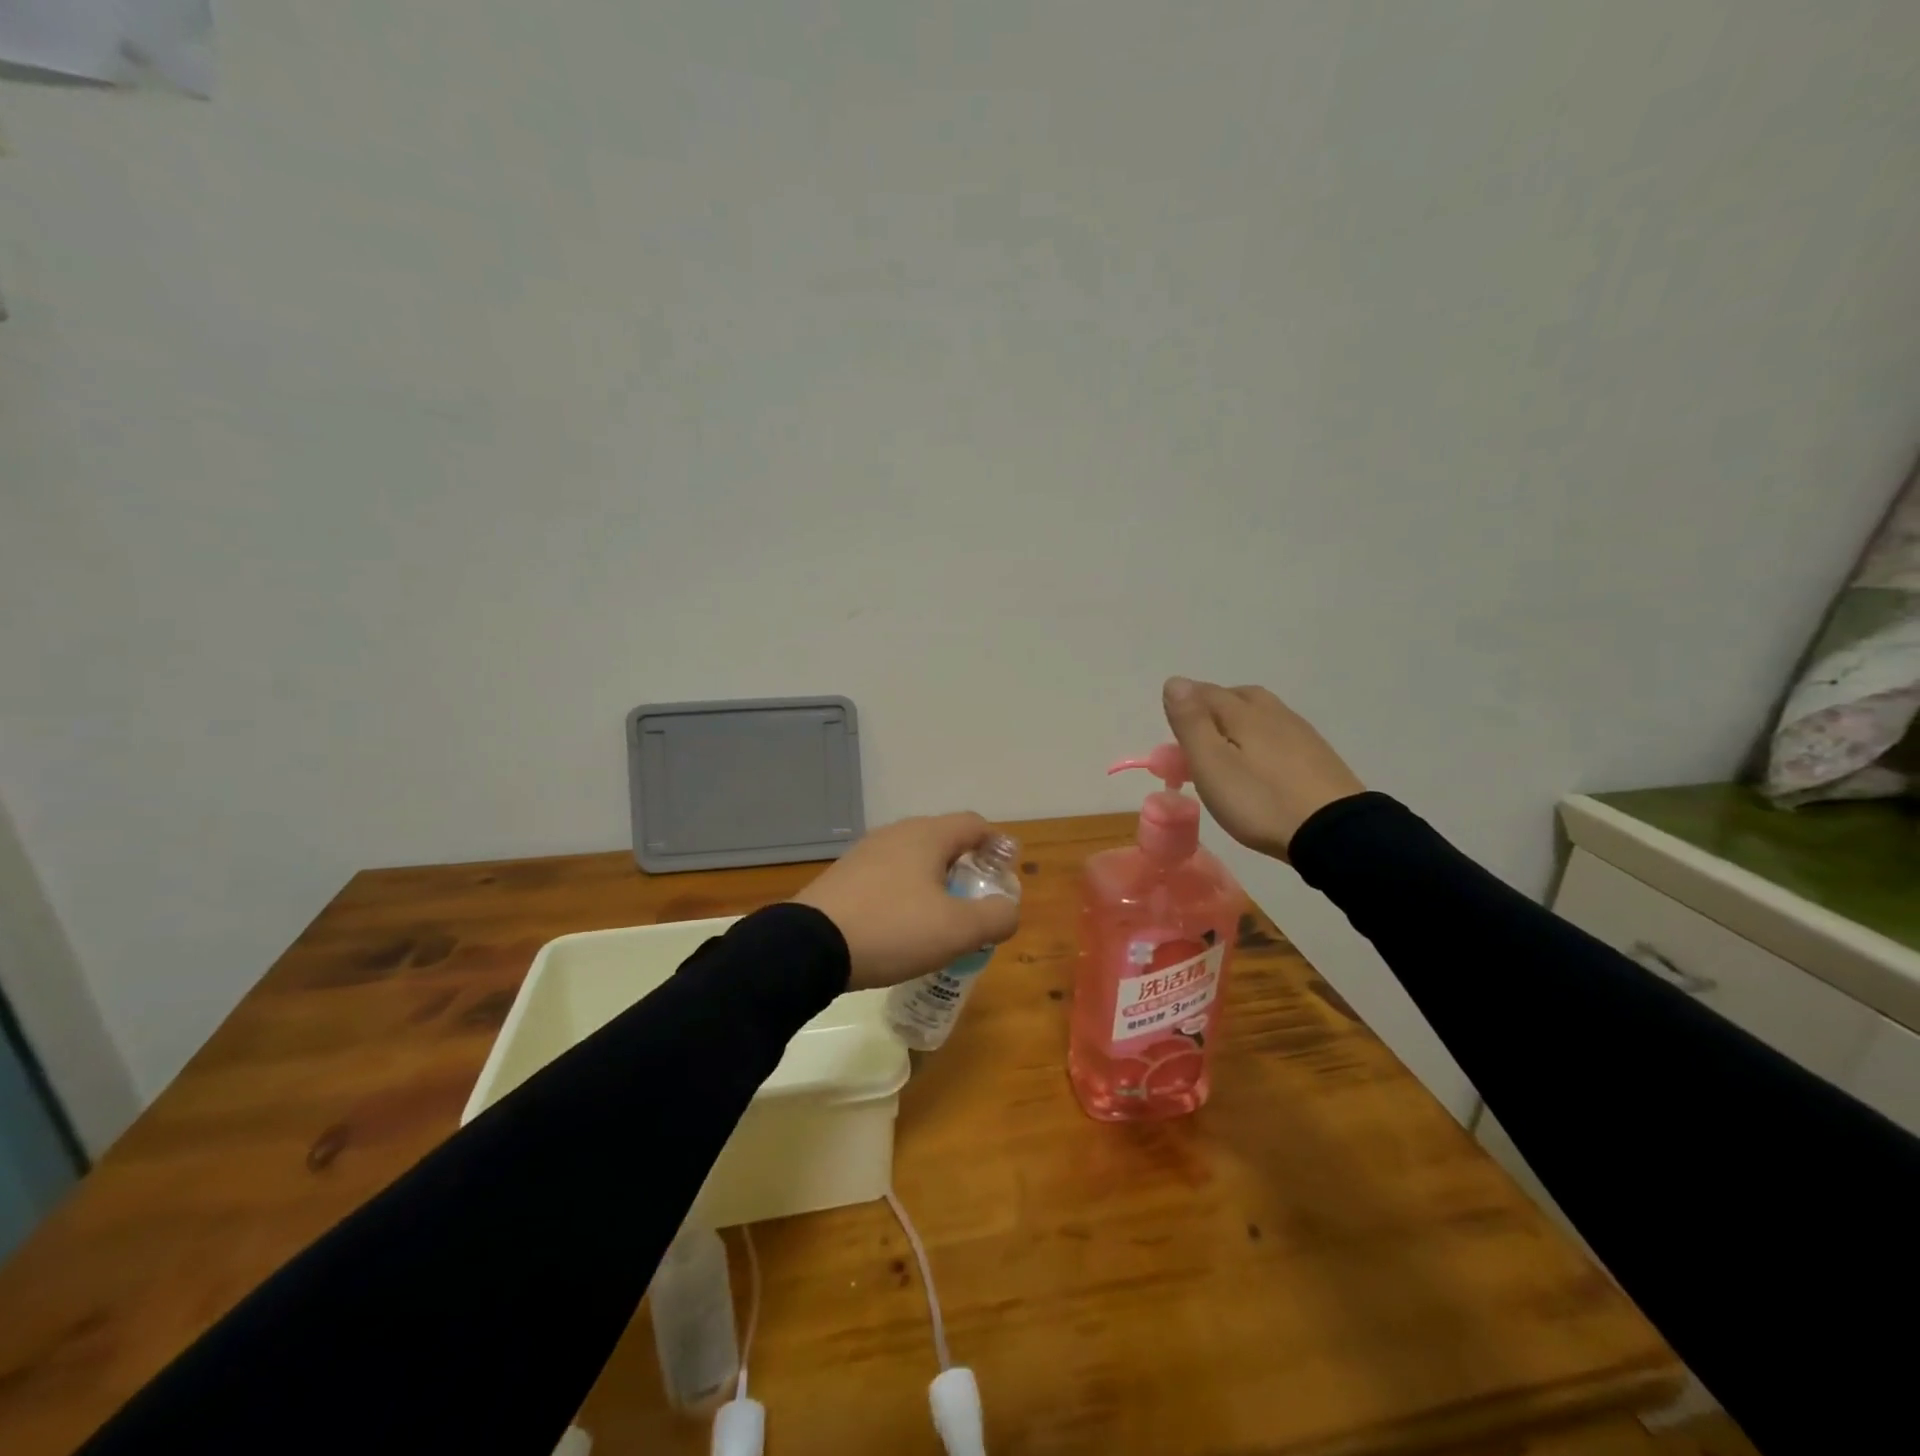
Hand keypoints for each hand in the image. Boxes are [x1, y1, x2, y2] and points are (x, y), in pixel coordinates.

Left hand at [791, 813, 1020, 989]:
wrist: (809, 946)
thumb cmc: (893, 929)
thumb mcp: (957, 930)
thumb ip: (995, 917)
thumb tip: (1009, 909)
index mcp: (927, 835)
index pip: (974, 824)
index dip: (997, 843)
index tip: (1007, 869)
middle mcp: (897, 833)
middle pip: (944, 839)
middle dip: (967, 864)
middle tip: (979, 896)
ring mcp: (866, 853)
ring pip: (914, 858)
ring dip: (935, 879)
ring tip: (943, 914)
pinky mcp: (845, 876)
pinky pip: (888, 875)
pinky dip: (906, 891)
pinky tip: (903, 923)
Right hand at [1162, 678, 1365, 860]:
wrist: (1334, 832)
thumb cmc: (1260, 800)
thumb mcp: (1212, 764)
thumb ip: (1191, 723)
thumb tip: (1174, 681)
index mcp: (1243, 712)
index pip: (1205, 692)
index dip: (1183, 705)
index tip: (1170, 730)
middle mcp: (1273, 712)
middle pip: (1236, 697)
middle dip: (1211, 709)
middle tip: (1196, 739)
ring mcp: (1300, 732)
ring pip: (1260, 714)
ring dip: (1237, 724)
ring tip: (1225, 752)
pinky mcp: (1318, 756)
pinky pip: (1279, 734)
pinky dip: (1260, 741)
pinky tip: (1260, 764)